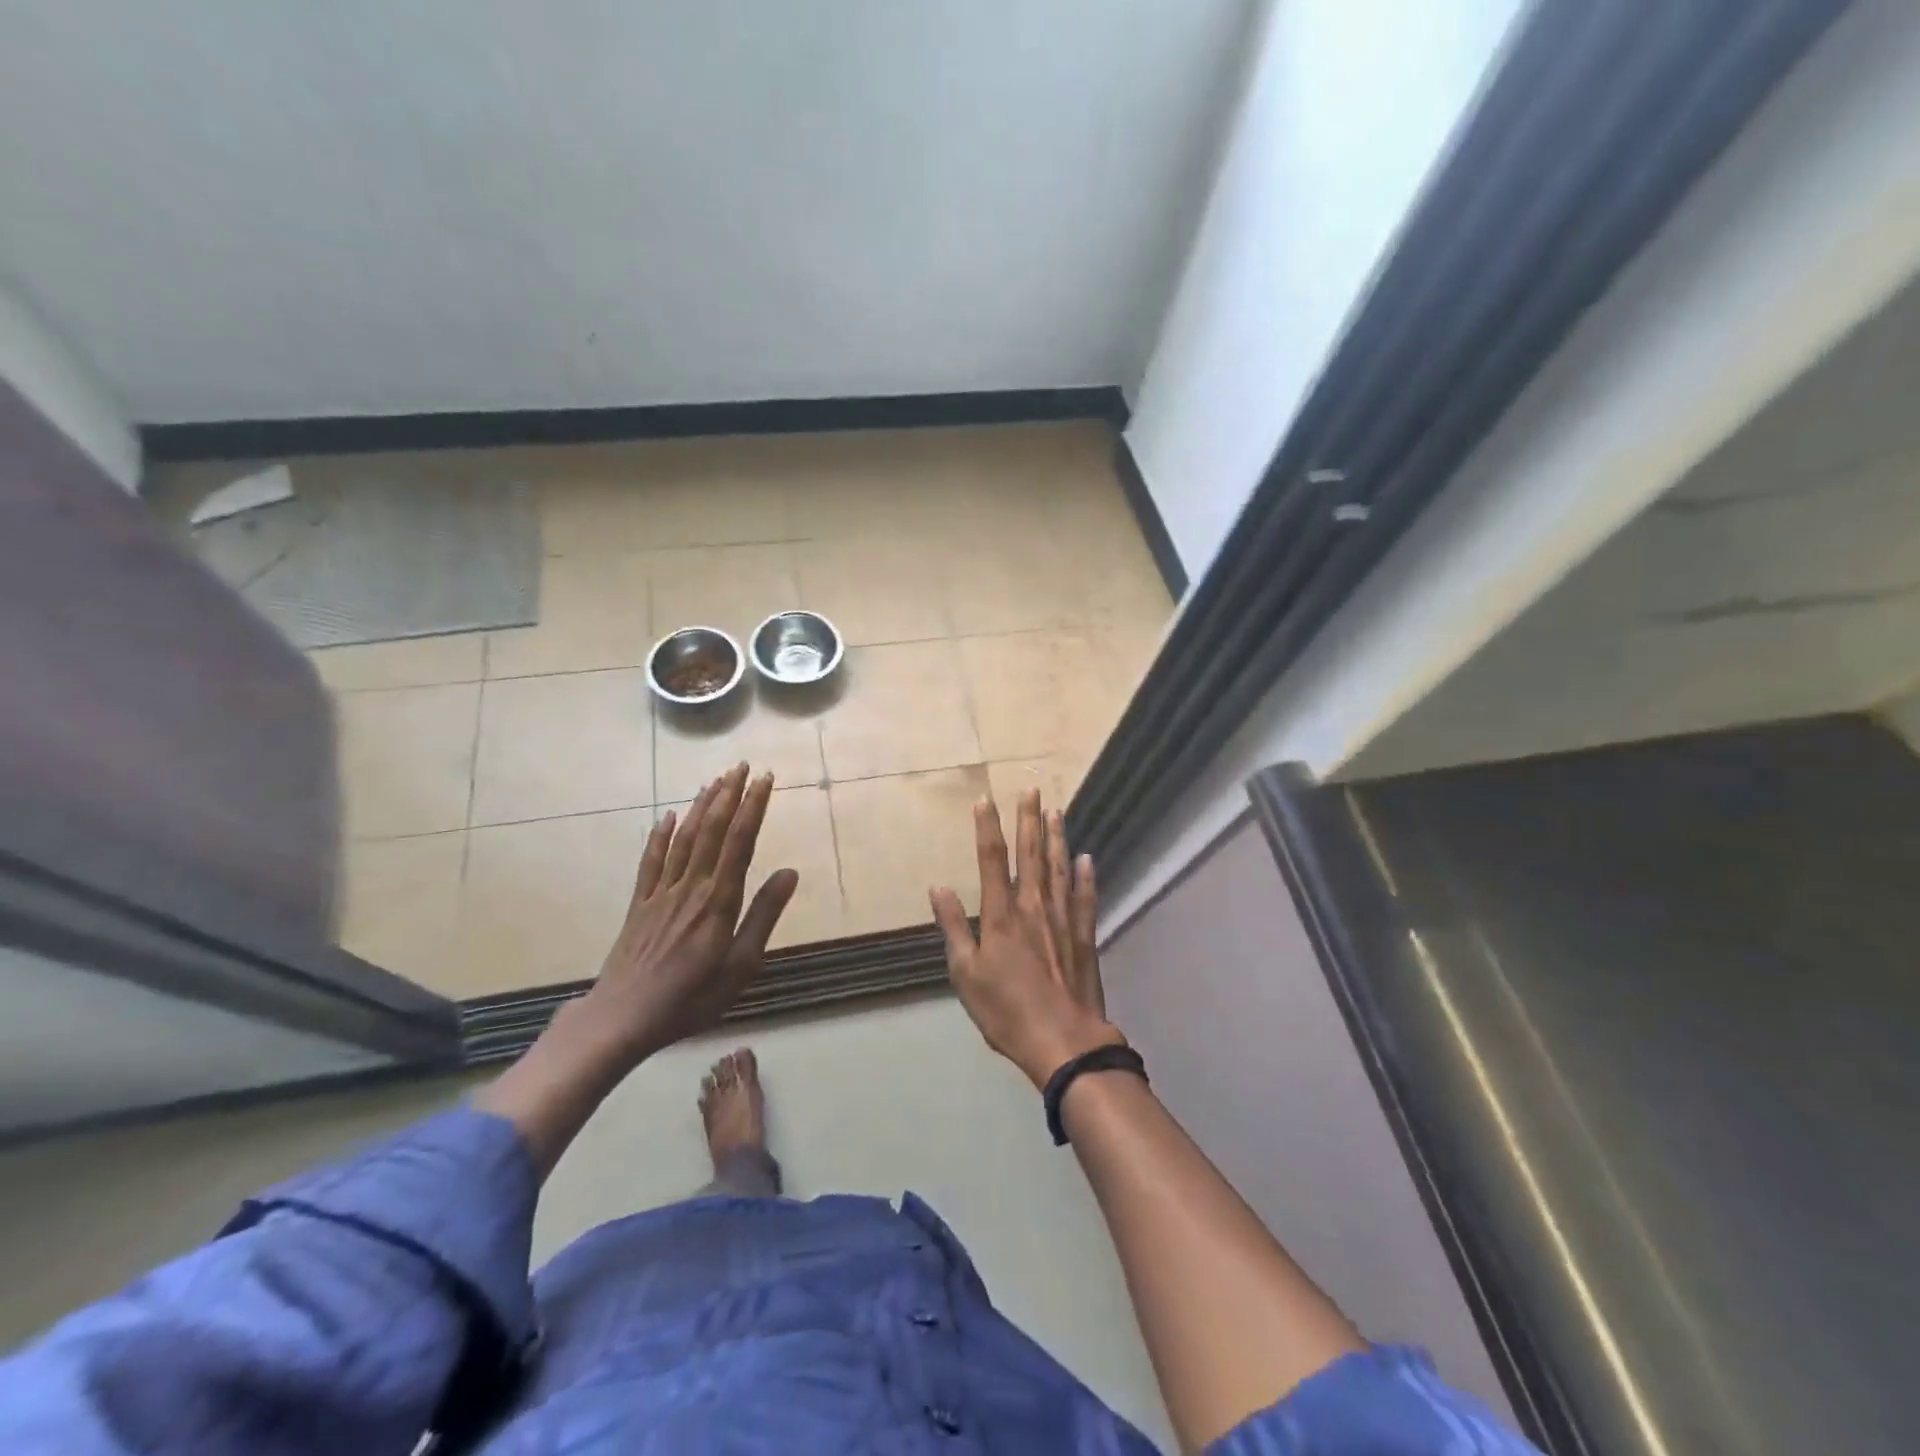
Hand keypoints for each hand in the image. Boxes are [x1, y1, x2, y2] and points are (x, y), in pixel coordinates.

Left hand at [579, 763, 797, 1065]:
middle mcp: (691, 887)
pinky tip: (668, 816)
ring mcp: (661, 893)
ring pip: (684, 839)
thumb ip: (764, 916)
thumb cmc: (691, 998)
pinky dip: (660, 836)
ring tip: (715, 781)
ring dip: (701, 806)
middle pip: (712, 831)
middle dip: (728, 795)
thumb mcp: (741, 966)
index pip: (741, 842)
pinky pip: (651, 861)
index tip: (765, 779)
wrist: (622, 1018)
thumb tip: (790, 872)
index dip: (753, 807)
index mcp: (719, 901)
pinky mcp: (639, 904)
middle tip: (741, 766)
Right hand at [931, 788, 1123, 1088]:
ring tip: (1056, 811)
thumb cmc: (1006, 1011)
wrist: (1063, 1041)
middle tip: (1031, 789)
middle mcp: (1033, 907)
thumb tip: (938, 887)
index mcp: (1001, 915)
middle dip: (1028, 820)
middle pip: (1030, 854)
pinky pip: (1085, 897)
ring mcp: (1062, 919)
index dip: (987, 828)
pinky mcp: (1084, 935)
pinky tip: (1086, 858)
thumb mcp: (965, 974)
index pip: (991, 860)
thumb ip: (954, 927)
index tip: (986, 800)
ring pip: (1059, 868)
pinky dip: (1086, 876)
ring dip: (1056, 837)